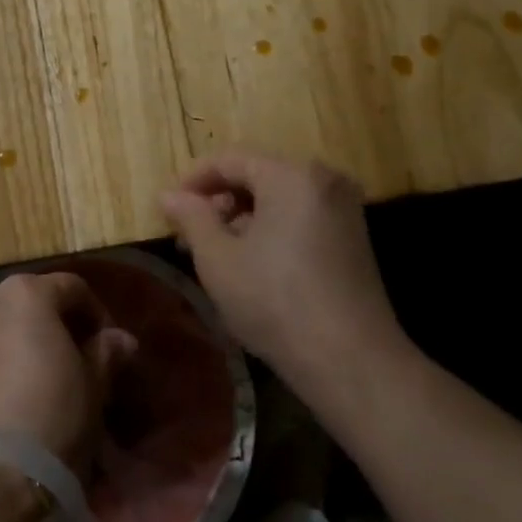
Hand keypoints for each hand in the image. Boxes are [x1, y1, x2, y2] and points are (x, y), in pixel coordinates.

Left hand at [0, 272, 135, 474]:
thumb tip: (119, 339)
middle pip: (30, 303)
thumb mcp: (93, 387)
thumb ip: (106, 354)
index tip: (109, 347)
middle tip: (76, 364)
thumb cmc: (49, 416)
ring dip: (21, 346)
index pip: (72, 287)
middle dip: (55, 327)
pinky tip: (8, 404)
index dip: (96, 314)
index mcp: (27, 293)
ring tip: (41, 385)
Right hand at [158, 149, 415, 395]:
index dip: (193, 180)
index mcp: (292, 175)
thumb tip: (168, 195)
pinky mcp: (353, 237)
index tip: (168, 209)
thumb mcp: (218, 259)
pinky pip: (300, 216)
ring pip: (279, 197)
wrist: (351, 362)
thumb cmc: (275, 302)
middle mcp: (323, 180)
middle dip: (218, 201)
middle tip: (189, 236)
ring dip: (243, 217)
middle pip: (257, 175)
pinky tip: (252, 263)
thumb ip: (191, 218)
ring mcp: (344, 208)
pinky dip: (271, 228)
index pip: (230, 160)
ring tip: (216, 253)